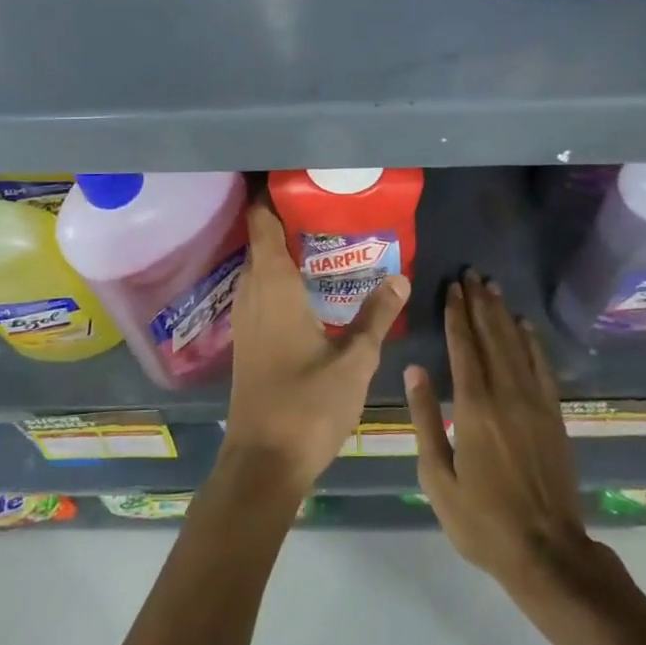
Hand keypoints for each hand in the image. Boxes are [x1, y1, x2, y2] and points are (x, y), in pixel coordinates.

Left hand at [221, 195, 410, 497]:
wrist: (262, 464)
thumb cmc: (307, 405)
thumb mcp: (354, 360)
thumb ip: (376, 316)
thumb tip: (400, 276)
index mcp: (273, 288)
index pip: (262, 225)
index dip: (269, 198)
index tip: (294, 180)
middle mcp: (252, 295)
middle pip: (259, 243)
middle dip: (284, 222)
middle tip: (324, 209)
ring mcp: (245, 320)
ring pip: (258, 270)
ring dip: (280, 252)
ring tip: (320, 240)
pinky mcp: (247, 341)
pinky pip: (259, 292)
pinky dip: (278, 278)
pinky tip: (306, 289)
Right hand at [406, 271, 592, 593]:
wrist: (547, 552)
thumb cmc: (482, 520)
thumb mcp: (438, 478)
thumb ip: (424, 420)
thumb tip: (414, 371)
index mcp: (473, 408)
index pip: (463, 347)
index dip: (456, 314)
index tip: (452, 287)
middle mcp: (506, 394)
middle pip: (491, 337)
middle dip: (479, 303)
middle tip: (472, 273)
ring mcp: (534, 403)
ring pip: (516, 345)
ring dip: (503, 314)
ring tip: (493, 287)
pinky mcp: (554, 415)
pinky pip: (542, 367)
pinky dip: (533, 342)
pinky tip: (525, 325)